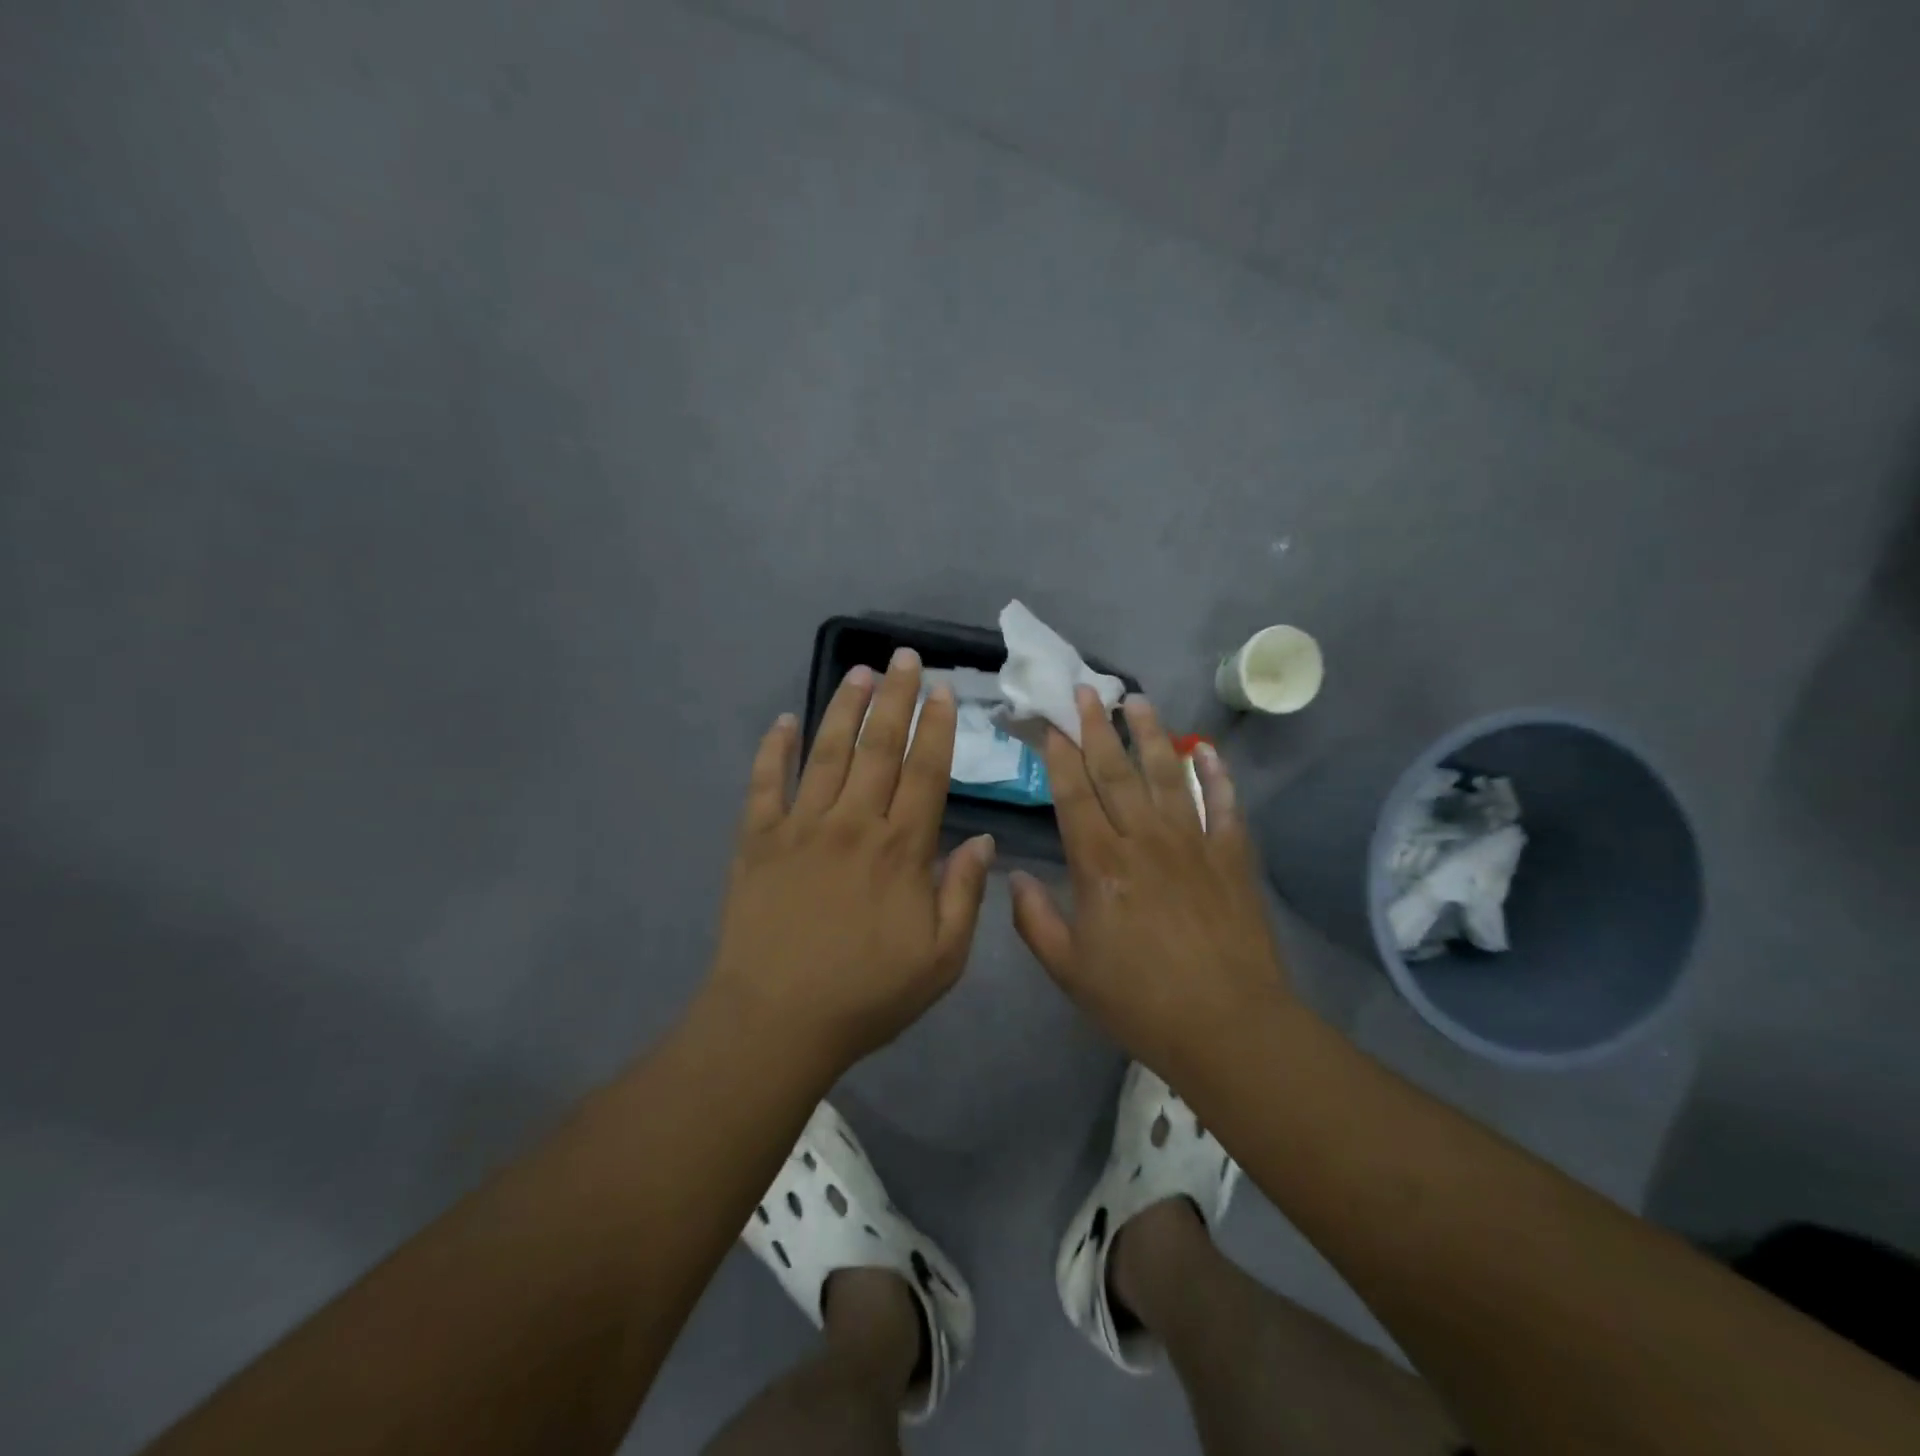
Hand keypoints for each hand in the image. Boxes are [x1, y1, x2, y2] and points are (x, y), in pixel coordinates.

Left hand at [704, 648, 995, 1072]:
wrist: (776, 1021)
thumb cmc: (867, 995)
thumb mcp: (941, 960)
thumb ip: (965, 895)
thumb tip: (983, 840)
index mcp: (900, 849)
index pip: (925, 771)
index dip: (937, 727)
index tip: (943, 691)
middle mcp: (852, 823)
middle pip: (879, 747)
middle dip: (896, 698)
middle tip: (905, 658)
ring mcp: (800, 826)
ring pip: (827, 753)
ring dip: (845, 708)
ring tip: (860, 672)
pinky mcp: (757, 840)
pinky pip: (765, 783)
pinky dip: (774, 749)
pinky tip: (783, 720)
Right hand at [1009, 688, 1292, 1079]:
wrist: (1227, 1026)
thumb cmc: (1138, 1001)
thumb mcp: (1069, 969)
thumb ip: (1034, 919)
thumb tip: (1012, 875)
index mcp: (1100, 865)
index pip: (1074, 795)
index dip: (1060, 756)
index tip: (1051, 724)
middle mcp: (1144, 840)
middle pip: (1117, 772)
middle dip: (1098, 728)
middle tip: (1087, 691)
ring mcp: (1192, 843)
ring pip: (1168, 775)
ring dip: (1151, 734)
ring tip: (1138, 701)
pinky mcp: (1231, 856)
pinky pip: (1224, 804)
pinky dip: (1216, 775)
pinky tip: (1207, 750)